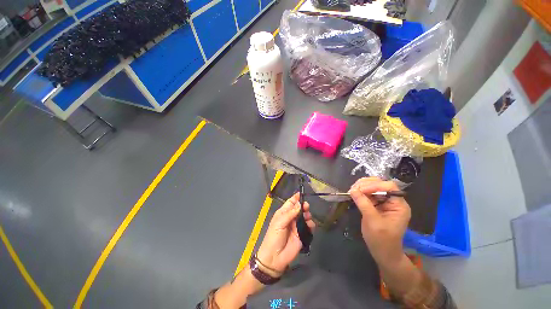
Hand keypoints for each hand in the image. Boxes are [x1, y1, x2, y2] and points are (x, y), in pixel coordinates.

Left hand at [256, 193, 315, 274]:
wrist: (275, 257)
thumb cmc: (274, 236)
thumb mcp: (279, 223)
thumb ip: (290, 213)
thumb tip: (300, 204)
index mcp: (283, 213)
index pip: (291, 202)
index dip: (296, 198)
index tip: (302, 193)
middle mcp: (291, 218)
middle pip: (299, 209)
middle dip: (303, 206)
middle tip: (306, 207)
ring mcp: (297, 226)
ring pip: (305, 217)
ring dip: (308, 215)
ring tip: (307, 217)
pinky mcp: (302, 235)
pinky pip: (308, 227)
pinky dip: (311, 225)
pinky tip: (310, 226)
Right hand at [349, 177, 410, 264]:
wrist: (382, 252)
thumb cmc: (381, 240)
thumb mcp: (373, 221)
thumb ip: (364, 204)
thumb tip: (352, 190)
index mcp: (399, 205)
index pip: (389, 187)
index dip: (374, 185)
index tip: (360, 190)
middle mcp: (393, 201)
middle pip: (380, 184)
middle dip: (366, 184)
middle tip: (353, 189)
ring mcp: (384, 202)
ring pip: (373, 187)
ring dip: (361, 187)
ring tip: (352, 190)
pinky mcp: (377, 204)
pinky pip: (368, 193)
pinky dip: (360, 192)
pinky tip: (353, 194)